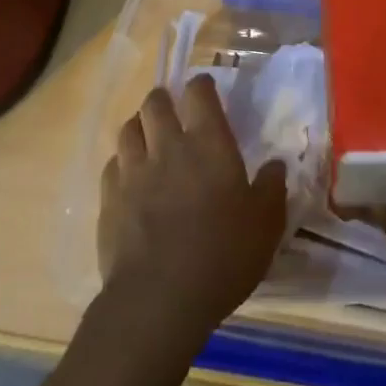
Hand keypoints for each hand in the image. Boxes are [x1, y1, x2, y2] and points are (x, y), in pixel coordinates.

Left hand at [98, 74, 287, 349]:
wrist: (158, 299)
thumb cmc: (221, 256)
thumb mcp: (265, 226)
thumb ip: (271, 189)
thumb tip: (276, 165)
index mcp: (208, 143)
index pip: (199, 92)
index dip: (201, 86)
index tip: (205, 91)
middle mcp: (167, 146)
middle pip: (155, 102)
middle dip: (163, 100)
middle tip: (172, 112)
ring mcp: (133, 171)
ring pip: (128, 128)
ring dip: (139, 127)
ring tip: (147, 139)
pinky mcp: (109, 199)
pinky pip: (112, 165)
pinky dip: (121, 164)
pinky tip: (129, 178)